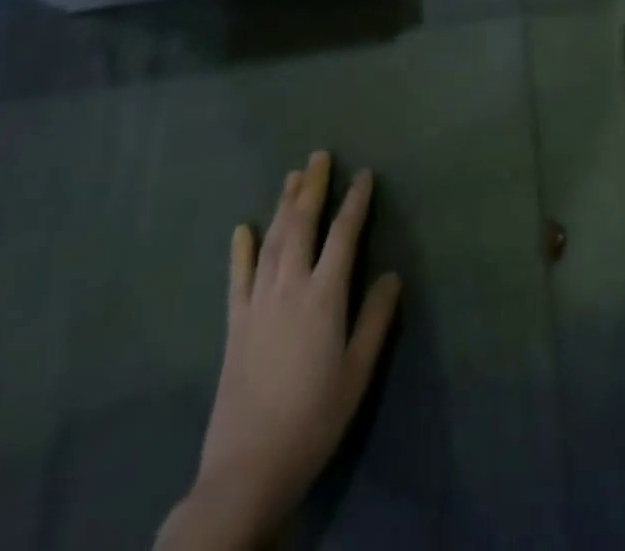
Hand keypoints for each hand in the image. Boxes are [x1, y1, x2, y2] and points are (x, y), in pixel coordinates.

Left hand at [164, 152, 401, 548]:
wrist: (248, 468)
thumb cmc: (314, 418)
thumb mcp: (358, 371)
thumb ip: (375, 319)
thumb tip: (390, 274)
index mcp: (324, 296)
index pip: (343, 234)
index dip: (355, 201)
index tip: (364, 174)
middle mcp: (289, 287)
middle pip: (301, 225)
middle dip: (312, 187)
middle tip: (320, 156)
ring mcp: (257, 303)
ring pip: (271, 241)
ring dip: (282, 205)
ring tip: (292, 176)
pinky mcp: (234, 325)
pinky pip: (237, 278)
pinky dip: (240, 250)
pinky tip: (241, 228)